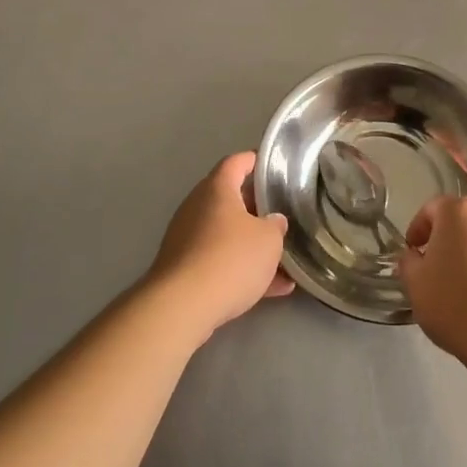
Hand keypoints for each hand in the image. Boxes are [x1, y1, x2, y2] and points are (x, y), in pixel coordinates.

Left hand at [147, 152, 293, 339]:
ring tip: (284, 260)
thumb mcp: (269, 240)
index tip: (272, 166)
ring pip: (227, 235)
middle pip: (230, 199)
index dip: (255, 161)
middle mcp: (197, 207)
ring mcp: (187, 239)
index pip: (236, 162)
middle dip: (257, 208)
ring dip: (252, 245)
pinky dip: (242, 270)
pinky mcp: (184, 269)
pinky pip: (219, 262)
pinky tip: (272, 289)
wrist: (182, 306)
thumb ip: (276, 226)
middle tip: (282, 215)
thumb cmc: (230, 259)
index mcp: (217, 189)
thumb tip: (273, 221)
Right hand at [397, 197, 466, 361]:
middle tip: (439, 271)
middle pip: (464, 222)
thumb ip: (408, 262)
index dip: (418, 229)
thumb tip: (414, 256)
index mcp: (459, 212)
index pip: (432, 208)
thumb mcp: (415, 285)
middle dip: (450, 241)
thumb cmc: (455, 303)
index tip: (413, 254)